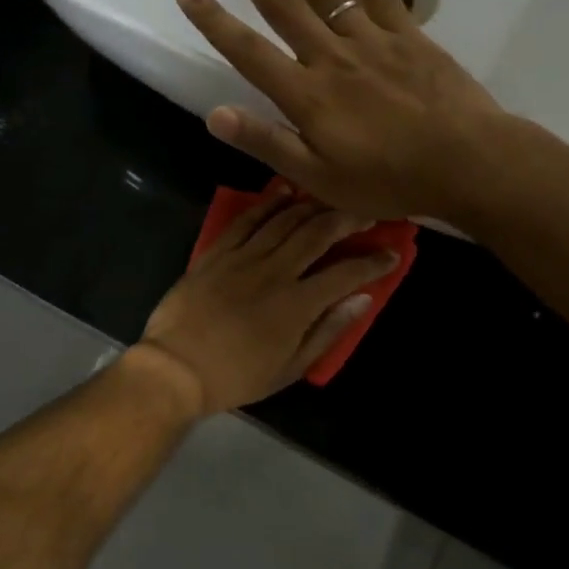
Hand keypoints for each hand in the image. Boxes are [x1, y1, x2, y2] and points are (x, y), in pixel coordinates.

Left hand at [133, 185, 398, 414]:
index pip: (346, 273)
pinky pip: (246, 219)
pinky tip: (283, 191)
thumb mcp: (289, 368)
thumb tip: (363, 299)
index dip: (374, 262)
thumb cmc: (236, 376)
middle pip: (318, 232)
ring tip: (332, 198)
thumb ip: (328, 331)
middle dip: (348, 219)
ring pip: (285, 219)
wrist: (176, 368)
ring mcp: (243, 257)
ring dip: (313, 205)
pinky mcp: (217, 251)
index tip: (392, 254)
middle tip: (366, 213)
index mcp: (297, 304)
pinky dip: (268, 202)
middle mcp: (275, 271)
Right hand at [173, 0, 510, 220]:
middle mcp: (331, 56)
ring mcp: (372, 40)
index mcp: (307, 96)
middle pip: (281, 2)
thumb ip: (268, 143)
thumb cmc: (389, 179)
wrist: (467, 162)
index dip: (214, 20)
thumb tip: (215, 115)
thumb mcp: (319, 179)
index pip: (248, 51)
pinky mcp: (408, 35)